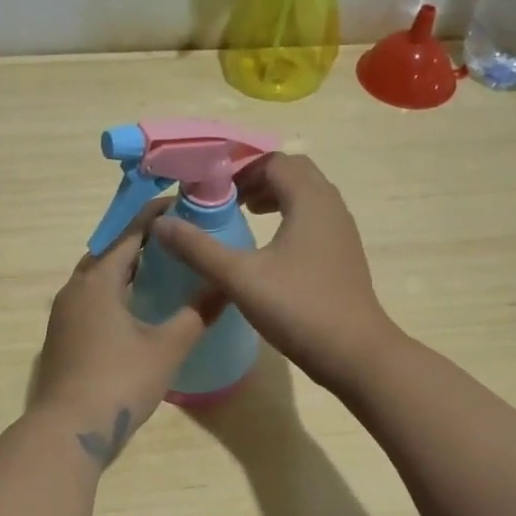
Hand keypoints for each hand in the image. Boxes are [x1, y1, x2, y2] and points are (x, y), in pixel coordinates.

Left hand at [30, 199, 224, 465]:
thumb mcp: (166, 348)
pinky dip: (115, 289)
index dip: (155, 215)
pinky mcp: (63, 335)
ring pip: (98, 275)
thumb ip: (197, 314)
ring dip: (126, 265)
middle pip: (110, 250)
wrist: (67, 431)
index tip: (183, 202)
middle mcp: (75, 288)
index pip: (129, 233)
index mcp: (98, 281)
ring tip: (163, 266)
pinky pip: (92, 297)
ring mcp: (64, 313)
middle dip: (142, 239)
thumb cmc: (119, 382)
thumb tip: (226, 286)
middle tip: (178, 236)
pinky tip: (138, 305)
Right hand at [152, 154, 395, 391]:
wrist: (355, 353)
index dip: (240, 168)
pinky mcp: (343, 253)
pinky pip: (314, 218)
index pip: (273, 161)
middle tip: (227, 197)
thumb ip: (198, 249)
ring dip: (275, 196)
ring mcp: (342, 230)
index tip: (210, 186)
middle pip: (293, 172)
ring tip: (244, 215)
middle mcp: (331, 206)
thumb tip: (160, 223)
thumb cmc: (298, 308)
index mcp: (309, 200)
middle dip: (258, 178)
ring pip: (307, 195)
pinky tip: (269, 248)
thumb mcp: (240, 278)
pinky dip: (290, 217)